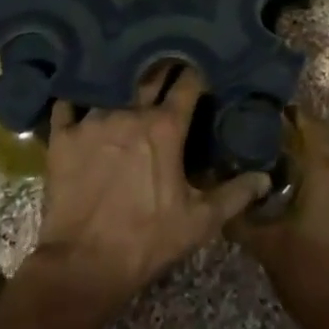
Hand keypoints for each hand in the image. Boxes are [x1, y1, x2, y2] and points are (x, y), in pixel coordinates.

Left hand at [32, 69, 270, 323]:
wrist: (83, 266)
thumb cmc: (147, 241)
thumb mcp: (199, 222)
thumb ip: (234, 194)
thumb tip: (265, 177)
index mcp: (165, 127)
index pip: (187, 83)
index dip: (196, 73)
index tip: (200, 69)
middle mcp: (130, 112)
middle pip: (150, 75)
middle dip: (162, 66)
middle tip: (167, 62)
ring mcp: (93, 121)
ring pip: (111, 86)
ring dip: (121, 80)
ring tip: (126, 74)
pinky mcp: (63, 137)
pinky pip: (68, 104)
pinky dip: (76, 98)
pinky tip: (79, 95)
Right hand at [232, 110, 328, 326]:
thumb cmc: (311, 276)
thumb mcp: (267, 248)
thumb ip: (242, 220)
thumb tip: (218, 202)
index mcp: (326, 173)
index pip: (312, 127)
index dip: (294, 116)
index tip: (272, 113)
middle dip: (305, 140)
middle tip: (274, 144)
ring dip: (320, 167)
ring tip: (290, 177)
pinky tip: (315, 210)